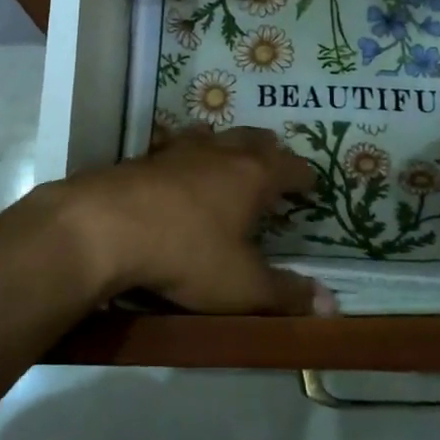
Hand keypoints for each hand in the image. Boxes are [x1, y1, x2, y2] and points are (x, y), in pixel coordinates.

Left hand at [41, 126, 332, 315]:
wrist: (107, 226)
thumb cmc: (187, 253)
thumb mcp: (242, 285)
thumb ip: (286, 294)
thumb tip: (333, 306)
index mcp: (253, 175)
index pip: (291, 167)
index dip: (305, 176)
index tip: (312, 185)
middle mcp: (221, 152)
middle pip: (254, 139)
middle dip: (269, 151)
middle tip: (275, 165)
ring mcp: (180, 149)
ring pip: (213, 134)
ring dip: (226, 144)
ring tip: (228, 156)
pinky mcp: (145, 157)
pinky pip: (175, 145)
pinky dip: (186, 152)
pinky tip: (176, 167)